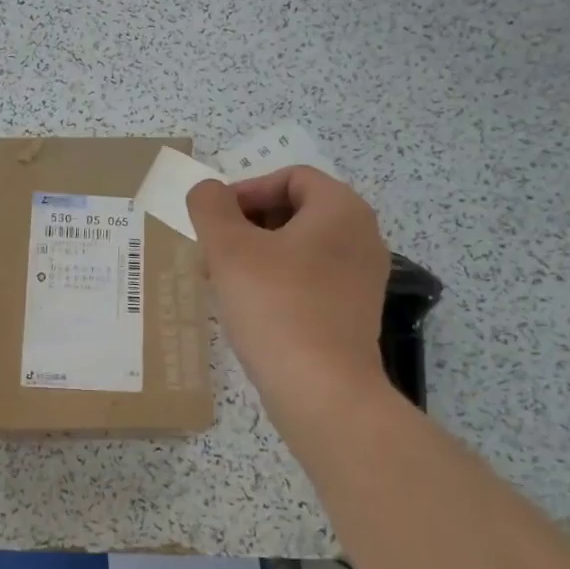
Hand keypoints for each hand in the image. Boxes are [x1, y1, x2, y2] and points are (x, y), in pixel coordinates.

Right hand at [186, 167, 390, 406]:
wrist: (322, 391)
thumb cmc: (276, 307)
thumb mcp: (229, 248)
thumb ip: (210, 207)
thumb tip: (207, 191)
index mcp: (341, 209)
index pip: (291, 177)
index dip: (246, 190)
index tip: (214, 221)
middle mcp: (361, 236)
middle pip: (295, 211)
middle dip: (247, 224)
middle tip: (212, 251)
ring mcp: (361, 277)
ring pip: (299, 248)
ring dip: (257, 254)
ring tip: (221, 280)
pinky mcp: (352, 312)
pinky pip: (309, 280)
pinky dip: (276, 281)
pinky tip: (247, 307)